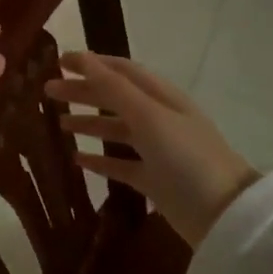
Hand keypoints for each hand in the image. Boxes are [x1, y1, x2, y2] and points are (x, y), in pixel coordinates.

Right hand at [45, 52, 260, 248]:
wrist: (224, 215)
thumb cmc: (186, 158)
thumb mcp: (149, 117)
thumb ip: (114, 89)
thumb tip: (83, 59)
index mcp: (162, 97)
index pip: (121, 71)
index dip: (91, 63)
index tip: (59, 61)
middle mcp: (159, 119)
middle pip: (115, 98)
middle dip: (83, 91)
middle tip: (48, 92)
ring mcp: (158, 151)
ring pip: (116, 130)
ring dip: (88, 123)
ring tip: (59, 124)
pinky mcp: (154, 180)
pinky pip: (121, 164)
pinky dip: (99, 159)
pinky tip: (77, 160)